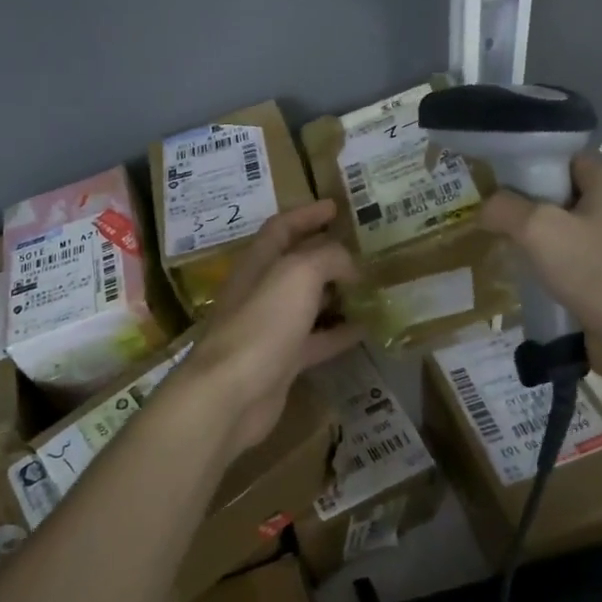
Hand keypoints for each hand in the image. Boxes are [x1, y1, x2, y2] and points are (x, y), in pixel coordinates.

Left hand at [172, 201, 360, 459]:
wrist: (231, 393)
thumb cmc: (262, 323)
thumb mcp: (298, 274)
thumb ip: (327, 258)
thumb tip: (349, 264)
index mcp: (258, 262)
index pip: (281, 227)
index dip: (307, 214)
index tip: (336, 207)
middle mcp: (261, 291)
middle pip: (295, 264)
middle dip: (326, 254)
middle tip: (362, 250)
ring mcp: (270, 328)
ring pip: (307, 303)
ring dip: (336, 293)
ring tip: (370, 287)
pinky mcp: (281, 361)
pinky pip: (315, 340)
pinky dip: (339, 333)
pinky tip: (366, 329)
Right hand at [479, 152, 601, 383]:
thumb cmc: (595, 271)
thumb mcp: (538, 229)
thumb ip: (505, 209)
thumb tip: (486, 208)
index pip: (565, 159)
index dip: (531, 167)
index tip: (499, 186)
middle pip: (564, 194)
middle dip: (530, 206)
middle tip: (496, 220)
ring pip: (569, 229)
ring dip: (540, 240)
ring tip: (509, 250)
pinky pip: (577, 259)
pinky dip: (554, 265)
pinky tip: (532, 278)